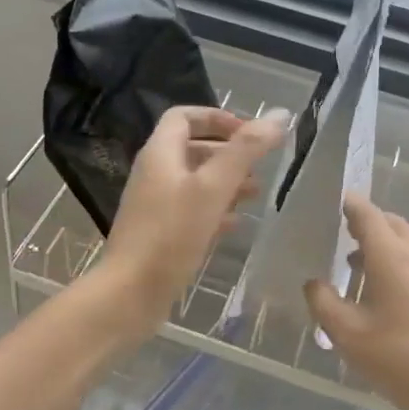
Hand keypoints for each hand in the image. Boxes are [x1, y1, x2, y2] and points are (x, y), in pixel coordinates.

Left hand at [93, 106, 287, 342]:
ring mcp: (155, 205)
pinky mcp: (159, 233)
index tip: (247, 131)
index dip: (216, 117)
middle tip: (259, 166)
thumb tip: (279, 115)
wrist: (129, 295)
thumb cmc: (171, 234)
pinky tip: (236, 224)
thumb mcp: (214, 187)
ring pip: (195, 181)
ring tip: (256, 194)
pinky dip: (215, 209)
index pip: (184, 116)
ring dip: (225, 182)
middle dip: (228, 152)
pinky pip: (190, 210)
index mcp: (160, 153)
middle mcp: (154, 173)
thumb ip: (246, 150)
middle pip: (193, 148)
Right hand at [306, 193, 408, 409]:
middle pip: (388, 223)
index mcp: (391, 254)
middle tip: (337, 235)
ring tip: (354, 266)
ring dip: (380, 245)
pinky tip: (385, 295)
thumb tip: (313, 282)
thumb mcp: (352, 338)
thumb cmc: (408, 361)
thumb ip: (324, 305)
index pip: (366, 212)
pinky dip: (397, 262)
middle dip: (363, 223)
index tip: (327, 203)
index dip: (347, 204)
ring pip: (405, 242)